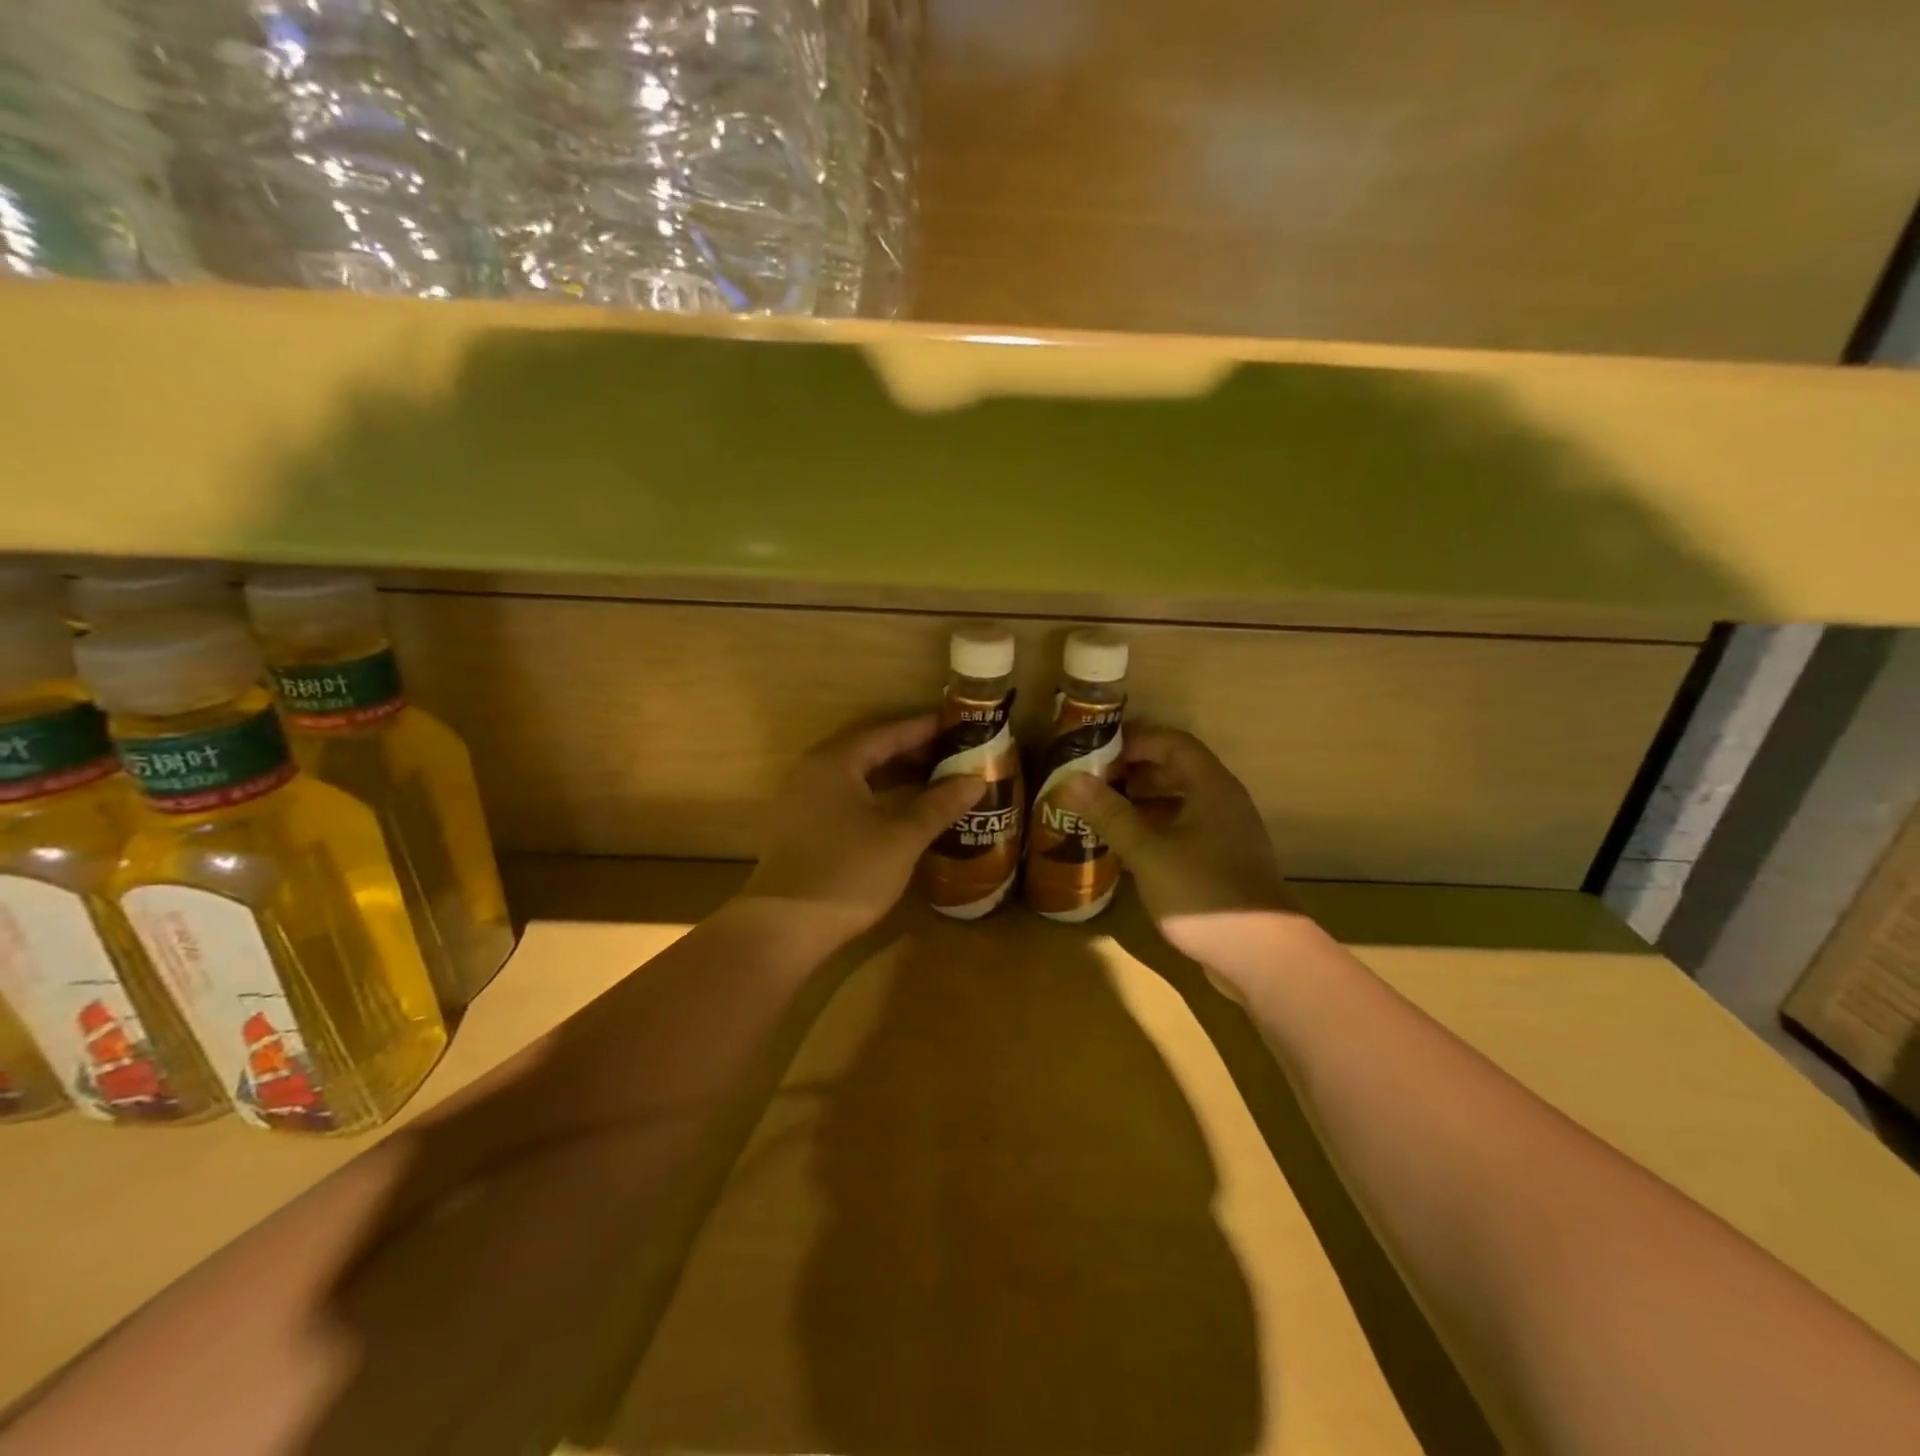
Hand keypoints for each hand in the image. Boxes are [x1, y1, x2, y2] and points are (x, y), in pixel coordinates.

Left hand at [738, 715, 985, 946]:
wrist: (783, 928)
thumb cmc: (847, 874)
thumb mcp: (901, 838)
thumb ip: (939, 805)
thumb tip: (976, 780)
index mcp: (835, 762)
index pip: (887, 733)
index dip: (924, 729)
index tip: (958, 727)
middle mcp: (814, 772)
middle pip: (870, 751)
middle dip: (913, 752)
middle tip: (954, 755)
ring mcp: (803, 800)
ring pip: (857, 776)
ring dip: (896, 776)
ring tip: (936, 781)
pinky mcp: (802, 827)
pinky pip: (847, 797)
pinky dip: (878, 797)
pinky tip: (903, 812)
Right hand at [1058, 728, 1294, 977]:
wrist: (1261, 955)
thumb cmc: (1202, 893)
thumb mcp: (1147, 852)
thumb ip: (1111, 814)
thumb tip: (1072, 781)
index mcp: (1212, 787)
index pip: (1173, 743)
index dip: (1135, 741)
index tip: (1097, 753)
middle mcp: (1224, 803)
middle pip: (1177, 771)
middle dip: (1134, 773)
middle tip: (1094, 784)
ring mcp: (1228, 835)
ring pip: (1180, 804)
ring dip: (1143, 804)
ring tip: (1103, 814)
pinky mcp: (1225, 864)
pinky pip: (1186, 832)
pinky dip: (1156, 832)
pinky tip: (1127, 851)